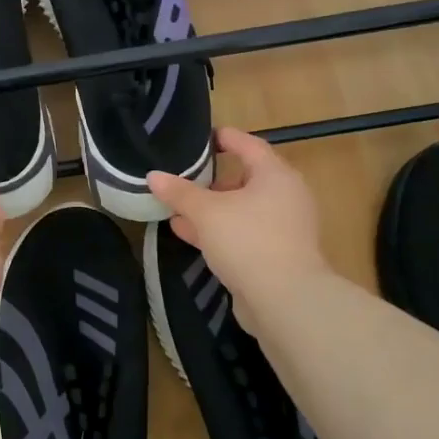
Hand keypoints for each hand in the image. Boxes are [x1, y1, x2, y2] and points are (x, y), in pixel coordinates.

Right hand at [147, 127, 329, 329]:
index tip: (201, 137)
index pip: (249, 145)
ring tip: (177, 208)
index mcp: (275, 176)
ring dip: (211, 209)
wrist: (285, 301)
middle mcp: (285, 197)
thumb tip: (153, 175)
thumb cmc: (248, 240)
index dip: (225, 138)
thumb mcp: (206, 212)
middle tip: (183, 177)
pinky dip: (218, 231)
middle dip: (212, 180)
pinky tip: (189, 234)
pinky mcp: (276, 255)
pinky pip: (243, 233)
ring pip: (241, 210)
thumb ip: (179, 192)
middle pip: (245, 179)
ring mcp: (283, 228)